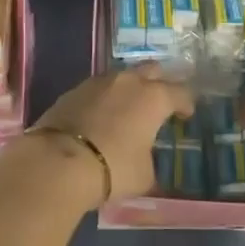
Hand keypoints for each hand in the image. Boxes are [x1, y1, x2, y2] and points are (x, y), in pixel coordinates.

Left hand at [24, 65, 195, 202]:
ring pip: (122, 76)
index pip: (180, 92)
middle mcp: (128, 81)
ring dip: (130, 87)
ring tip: (130, 106)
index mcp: (154, 98)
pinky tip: (102, 113)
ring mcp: (99, 82)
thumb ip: (149, 160)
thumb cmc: (113, 168)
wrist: (58, 162)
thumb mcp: (144, 175)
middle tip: (161, 99)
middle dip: (160, 82)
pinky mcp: (74, 90)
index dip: (186, 103)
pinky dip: (105, 97)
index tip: (186, 113)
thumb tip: (145, 160)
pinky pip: (98, 88)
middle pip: (152, 70)